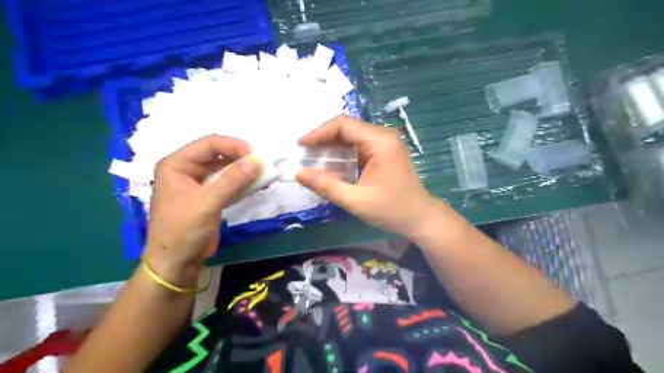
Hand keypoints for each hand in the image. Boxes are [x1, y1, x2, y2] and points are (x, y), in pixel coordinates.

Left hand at [145, 136, 260, 283]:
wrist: (178, 263)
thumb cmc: (183, 230)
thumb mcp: (207, 203)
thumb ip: (232, 180)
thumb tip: (257, 160)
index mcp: (177, 164)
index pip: (209, 144)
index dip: (233, 146)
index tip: (256, 155)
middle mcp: (188, 169)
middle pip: (219, 155)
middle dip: (241, 158)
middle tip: (263, 164)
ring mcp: (200, 183)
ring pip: (226, 169)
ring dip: (245, 171)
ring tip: (265, 174)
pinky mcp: (211, 196)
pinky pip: (229, 183)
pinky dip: (244, 183)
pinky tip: (258, 185)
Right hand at [296, 116, 439, 238]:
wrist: (421, 218)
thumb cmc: (392, 210)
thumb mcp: (356, 201)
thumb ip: (326, 186)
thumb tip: (299, 173)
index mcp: (380, 142)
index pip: (344, 125)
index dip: (319, 133)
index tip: (301, 145)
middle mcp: (385, 135)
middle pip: (348, 127)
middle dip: (324, 138)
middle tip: (305, 152)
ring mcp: (387, 142)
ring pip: (353, 135)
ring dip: (333, 145)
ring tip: (314, 157)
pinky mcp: (386, 151)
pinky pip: (361, 144)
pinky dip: (344, 152)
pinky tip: (333, 163)